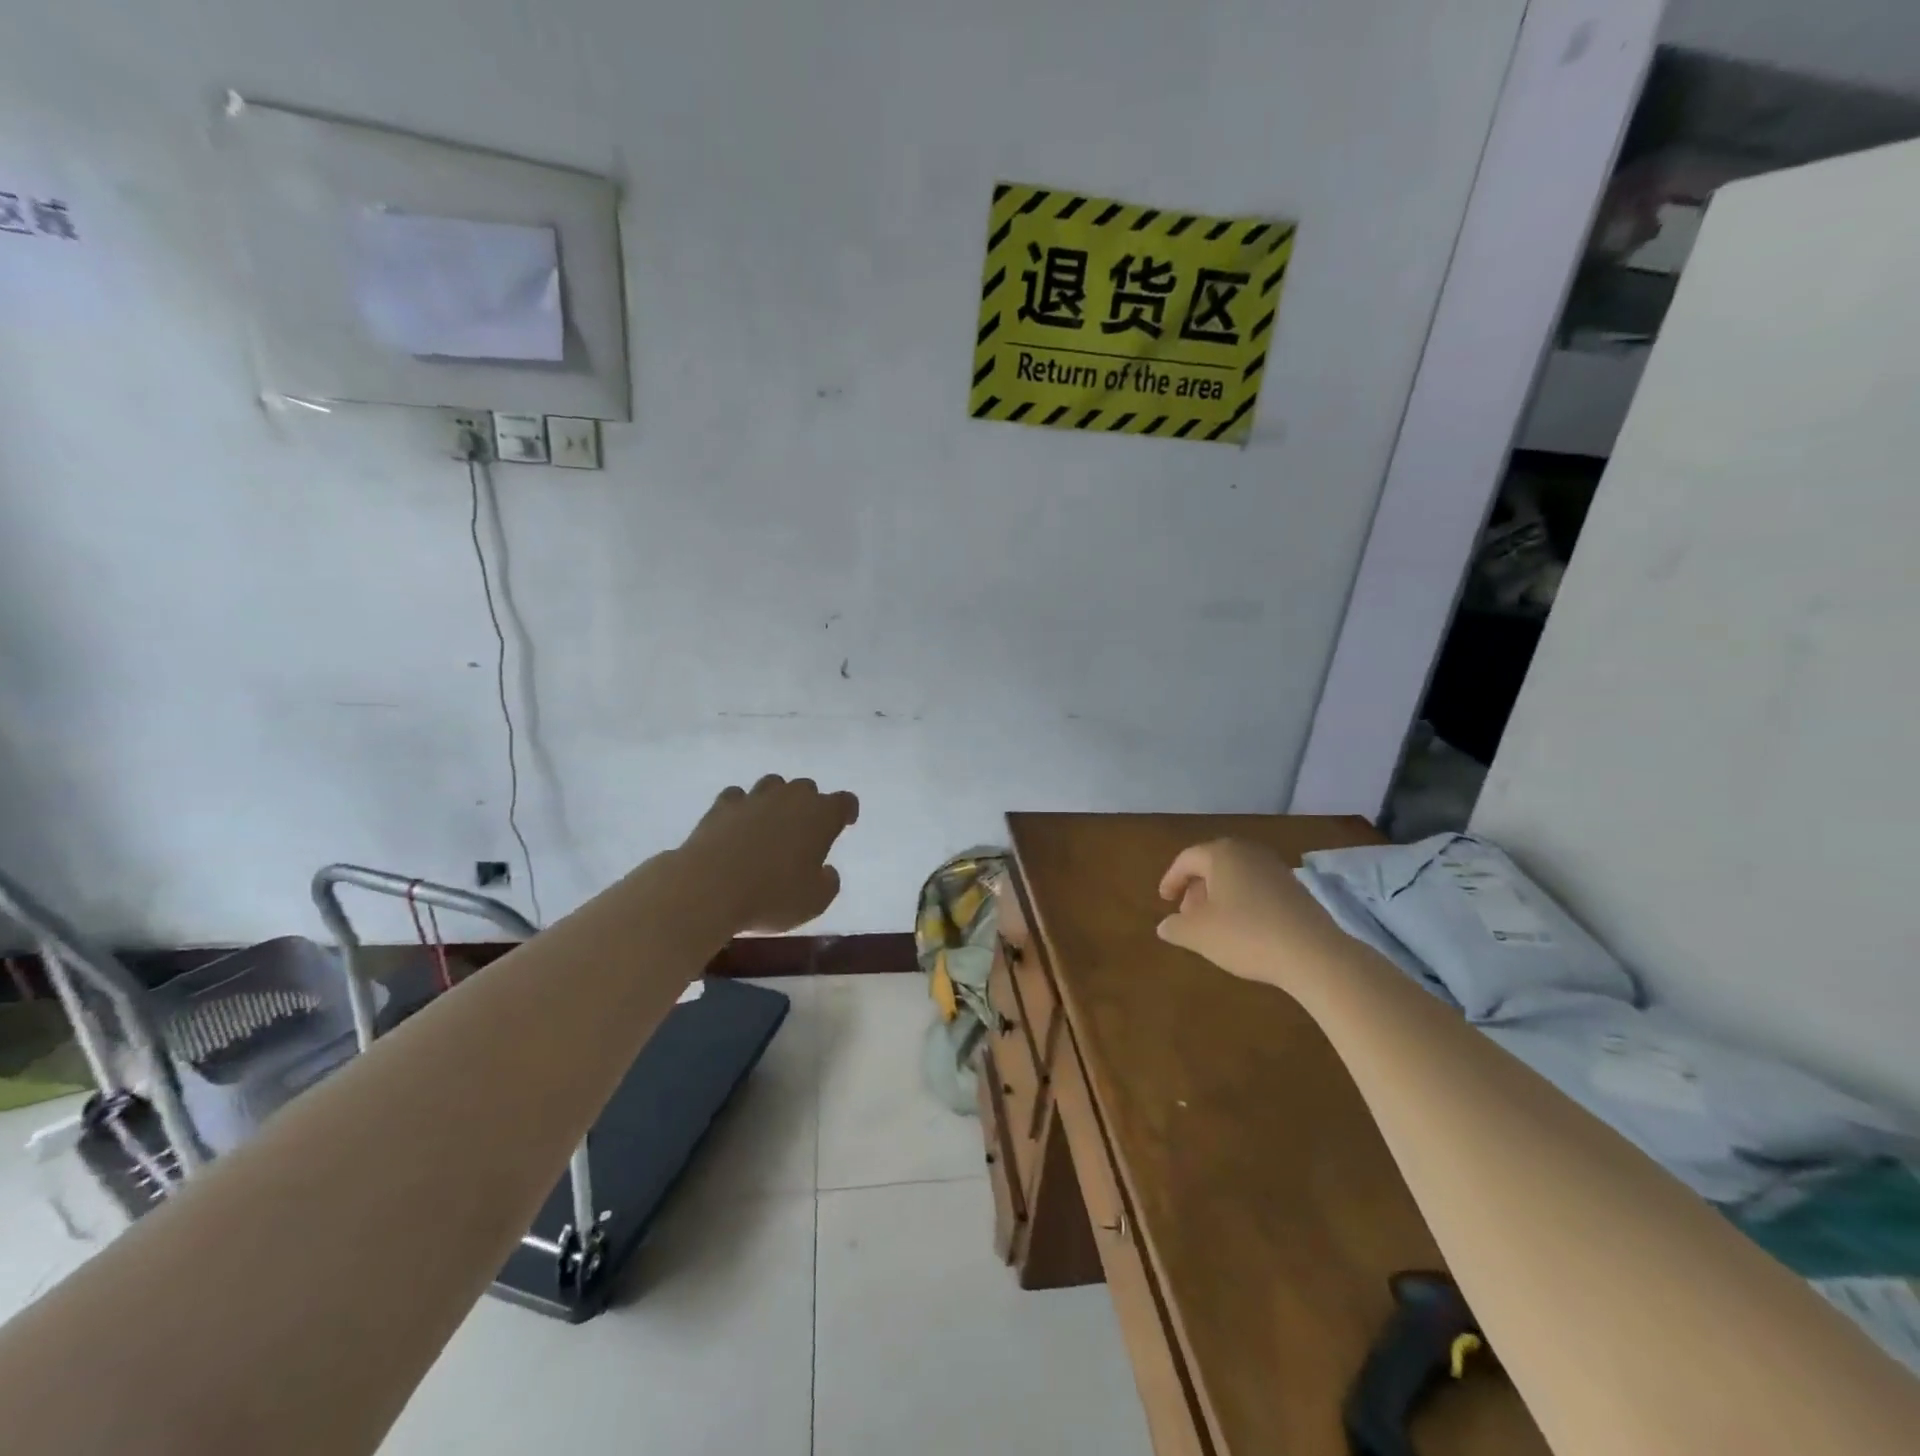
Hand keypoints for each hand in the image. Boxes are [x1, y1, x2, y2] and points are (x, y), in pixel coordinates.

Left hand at [678, 776, 859, 933]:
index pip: (844, 802)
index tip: (844, 823)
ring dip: (776, 800)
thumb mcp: (815, 902)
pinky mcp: (721, 806)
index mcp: (821, 816)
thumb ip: (828, 883)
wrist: (709, 888)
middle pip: (807, 788)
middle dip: (809, 804)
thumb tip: (826, 871)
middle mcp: (790, 798)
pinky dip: (742, 807)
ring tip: (771, 823)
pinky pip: (738, 796)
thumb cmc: (772, 896)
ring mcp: (754, 798)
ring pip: (773, 784)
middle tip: (804, 830)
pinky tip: (737, 824)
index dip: (846, 811)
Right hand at [1156, 839, 1342, 985]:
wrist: (1314, 954)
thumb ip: (1175, 927)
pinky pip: (1258, 888)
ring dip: (1220, 896)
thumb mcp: (1198, 934)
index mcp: (1221, 853)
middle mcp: (1249, 852)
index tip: (1164, 900)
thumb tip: (1164, 926)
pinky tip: (1244, 929)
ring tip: (1214, 924)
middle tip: (1187, 914)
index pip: (1187, 859)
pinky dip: (1243, 901)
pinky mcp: (1296, 888)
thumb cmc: (1245, 935)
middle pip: (1213, 864)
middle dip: (1196, 888)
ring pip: (1237, 876)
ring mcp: (1276, 868)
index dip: (1171, 879)